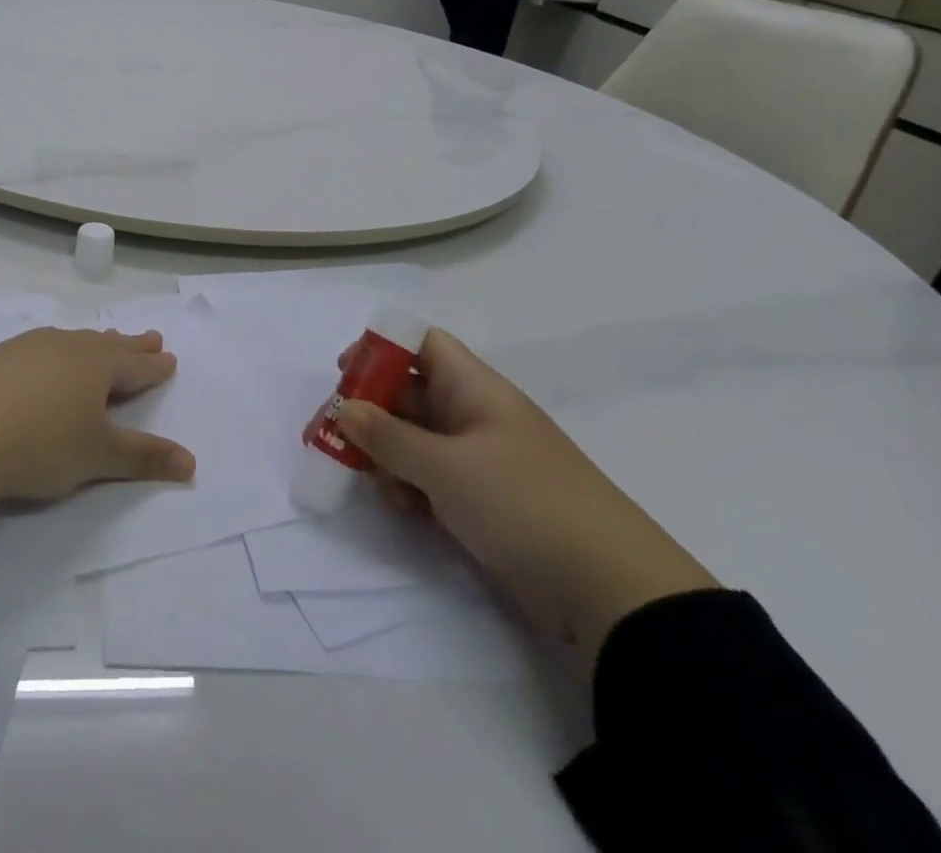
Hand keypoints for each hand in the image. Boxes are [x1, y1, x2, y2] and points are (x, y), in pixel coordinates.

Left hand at [0, 328, 195, 514]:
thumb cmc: (41, 443)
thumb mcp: (97, 456)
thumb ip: (143, 457)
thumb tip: (191, 462)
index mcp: (95, 364)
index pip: (134, 364)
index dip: (153, 365)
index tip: (168, 356)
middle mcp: (64, 346)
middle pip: (105, 345)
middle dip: (129, 345)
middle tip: (149, 337)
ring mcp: (25, 349)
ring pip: (69, 342)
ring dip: (91, 346)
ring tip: (100, 343)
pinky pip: (36, 350)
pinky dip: (52, 355)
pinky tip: (42, 363)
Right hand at [334, 330, 716, 676]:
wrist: (612, 595)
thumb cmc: (523, 505)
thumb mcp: (445, 467)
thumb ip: (387, 437)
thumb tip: (343, 408)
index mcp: (474, 389)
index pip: (421, 344)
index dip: (380, 349)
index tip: (343, 375)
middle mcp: (475, 416)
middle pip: (409, 393)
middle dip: (368, 411)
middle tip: (328, 437)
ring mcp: (480, 461)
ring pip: (414, 440)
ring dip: (385, 455)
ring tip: (371, 482)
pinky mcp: (483, 503)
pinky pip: (431, 479)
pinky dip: (410, 488)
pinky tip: (404, 511)